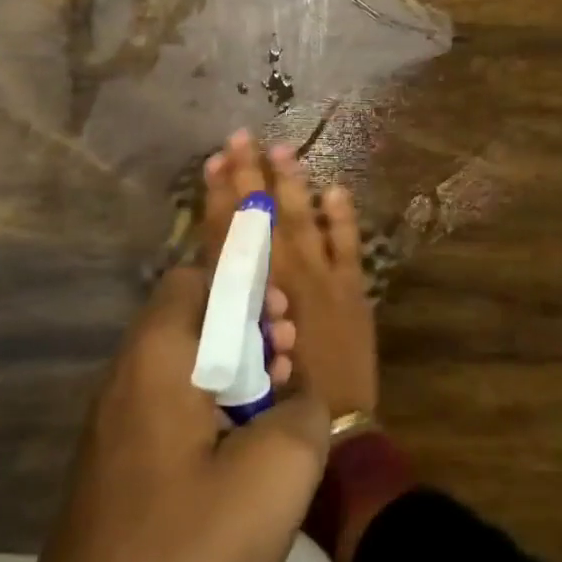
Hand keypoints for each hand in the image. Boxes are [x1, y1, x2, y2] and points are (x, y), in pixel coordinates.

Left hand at [0, 265, 326, 561]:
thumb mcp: (277, 471)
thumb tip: (299, 395)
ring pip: (181, 364)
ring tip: (275, 400)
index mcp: (158, 356)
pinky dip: (208, 405)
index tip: (282, 316)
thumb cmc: (186, 543)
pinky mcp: (113, 460)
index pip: (195, 279)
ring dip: (232, 368)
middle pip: (190, 318)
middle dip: (246, 326)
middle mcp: (126, 374)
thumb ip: (304, 409)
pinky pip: (166, 405)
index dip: (244, 283)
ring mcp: (113, 421)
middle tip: (288, 355)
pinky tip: (239, 449)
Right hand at [203, 130, 379, 417]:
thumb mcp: (238, 350)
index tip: (214, 162)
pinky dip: (341, 218)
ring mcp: (321, 279)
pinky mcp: (352, 288)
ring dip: (291, 186)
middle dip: (249, 177)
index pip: (229, 235)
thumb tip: (210, 269)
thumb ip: (226, 307)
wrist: (335, 422)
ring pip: (301, 222)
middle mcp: (281, 279)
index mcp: (250, 293)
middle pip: (261, 219)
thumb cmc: (274, 396)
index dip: (220, 197)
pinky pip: (347, 245)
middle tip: (240, 139)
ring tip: (282, 150)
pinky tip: (335, 189)